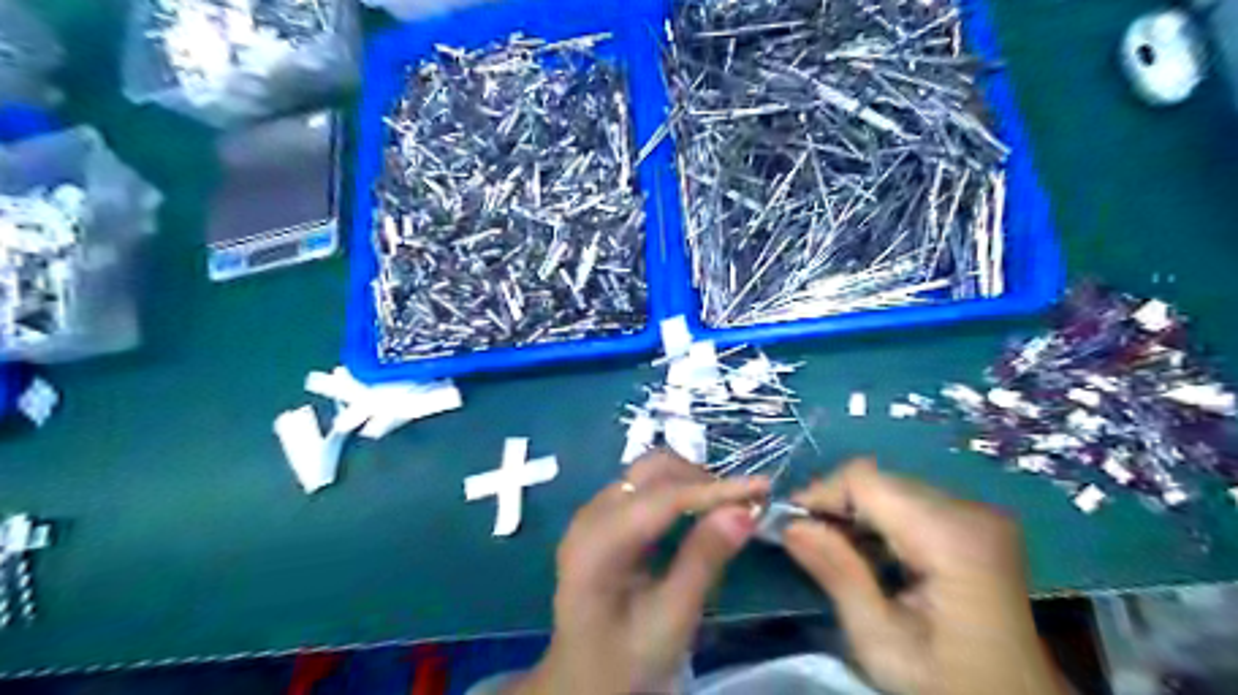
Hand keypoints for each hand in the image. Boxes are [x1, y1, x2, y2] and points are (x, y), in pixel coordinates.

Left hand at [509, 451, 764, 693]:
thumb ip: (704, 559)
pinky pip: (641, 489)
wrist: (583, 682)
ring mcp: (591, 515)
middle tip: (744, 501)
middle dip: (700, 479)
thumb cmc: (628, 661)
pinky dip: (675, 491)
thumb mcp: (672, 619)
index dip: (714, 489)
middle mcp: (588, 516)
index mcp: (596, 545)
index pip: (662, 498)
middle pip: (649, 472)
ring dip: (689, 481)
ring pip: (646, 474)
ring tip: (728, 504)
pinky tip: (699, 510)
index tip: (762, 487)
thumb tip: (745, 509)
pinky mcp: (600, 520)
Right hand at [781, 463, 1062, 694]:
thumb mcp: (882, 642)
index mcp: (950, 538)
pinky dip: (881, 520)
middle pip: (879, 480)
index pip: (865, 479)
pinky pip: (911, 501)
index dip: (821, 493)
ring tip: (839, 552)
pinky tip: (874, 554)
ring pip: (892, 487)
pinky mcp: (976, 522)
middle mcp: (969, 511)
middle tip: (811, 543)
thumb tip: (790, 525)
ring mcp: (978, 514)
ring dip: (857, 513)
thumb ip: (837, 575)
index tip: (793, 525)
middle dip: (837, 505)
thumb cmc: (949, 684)